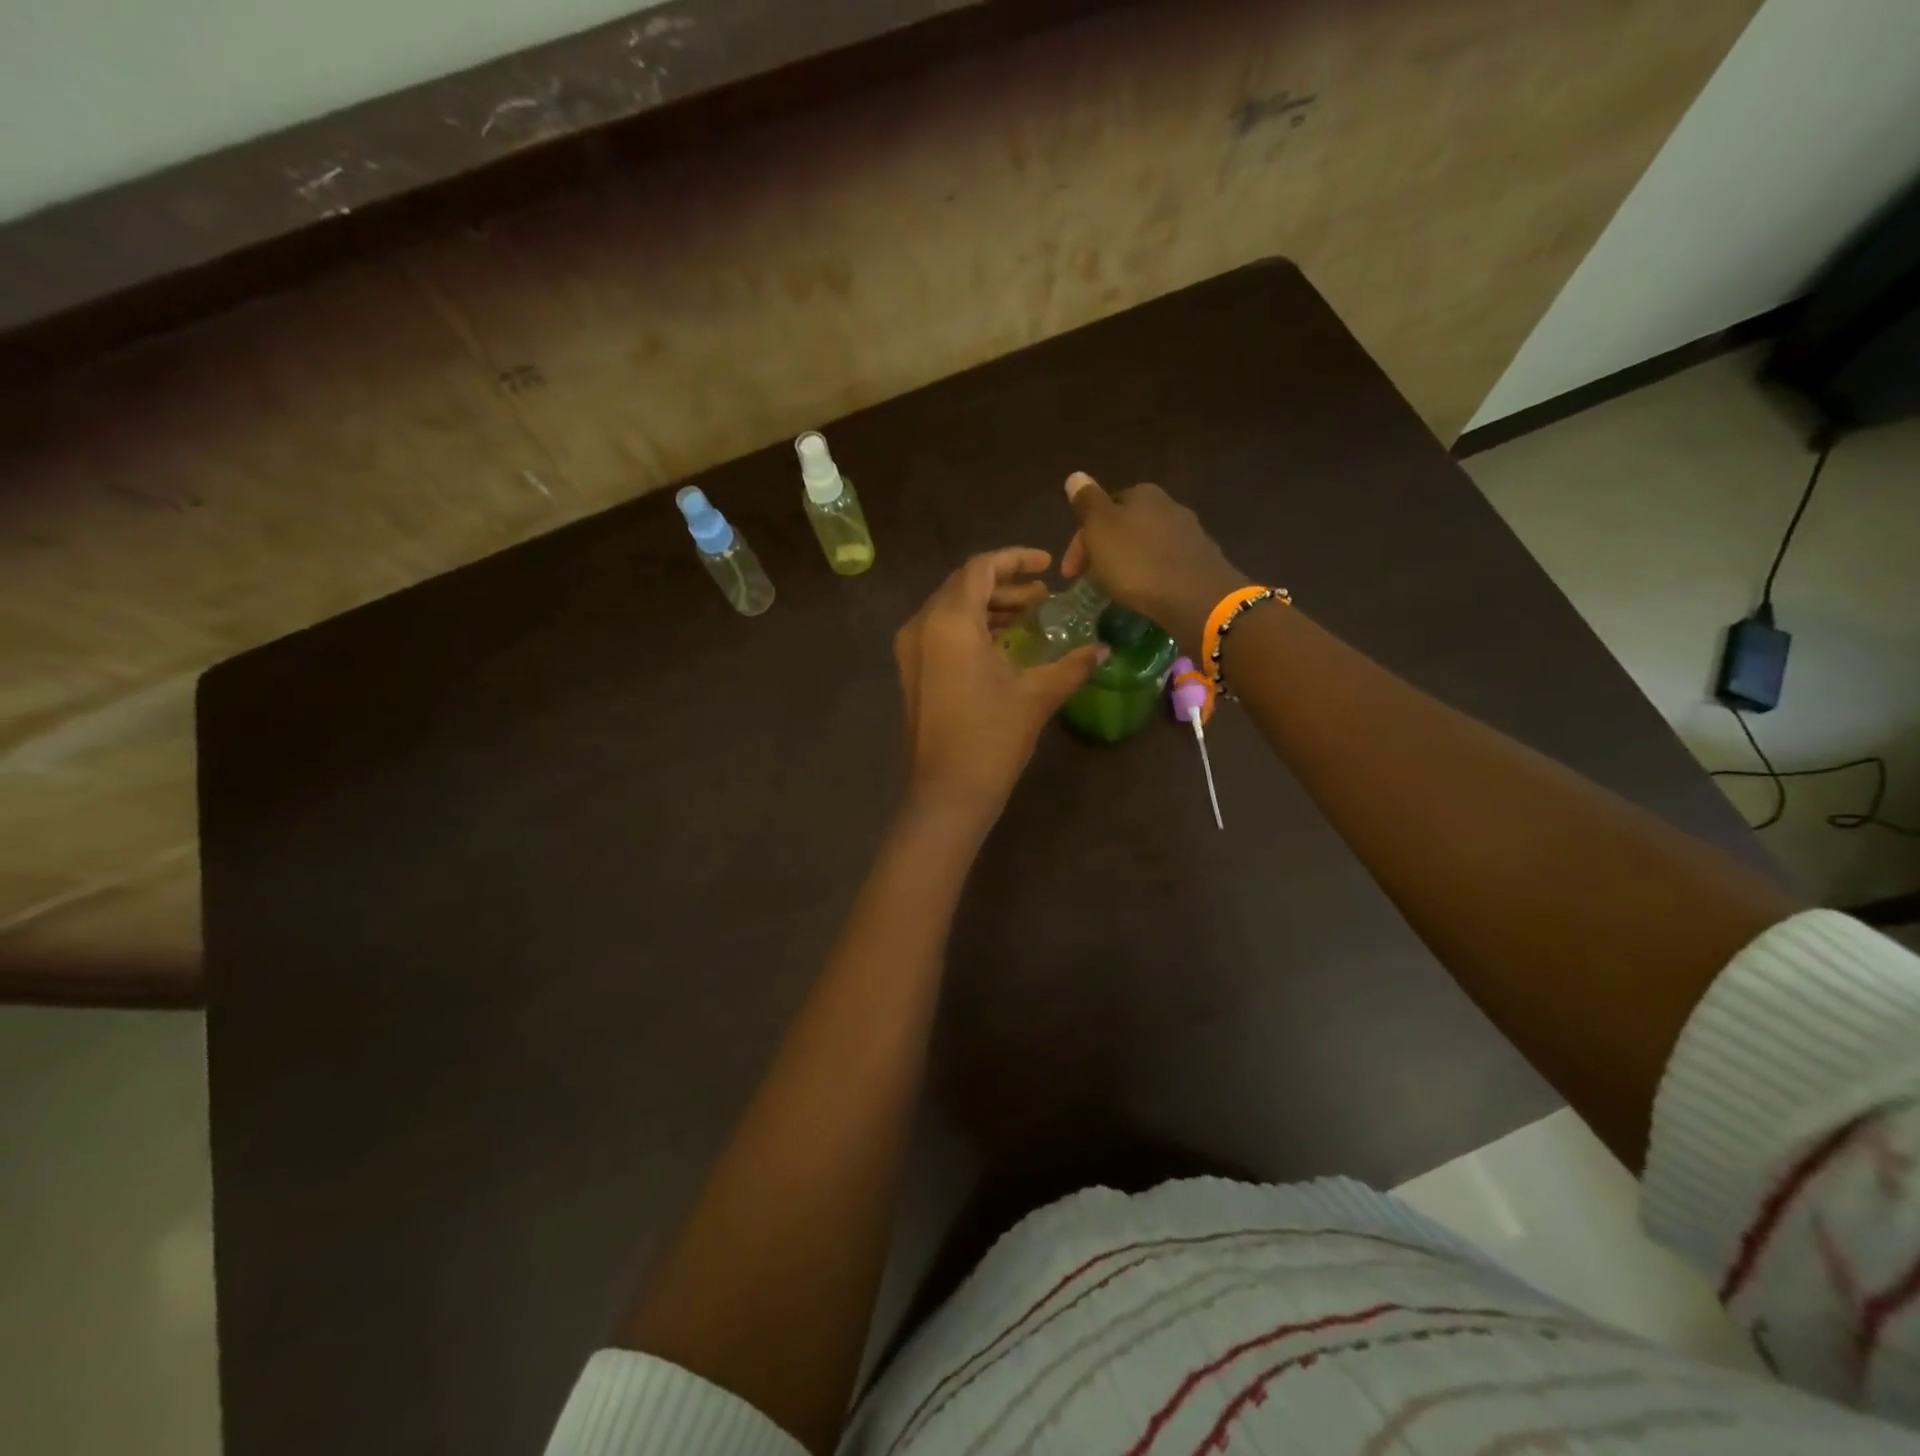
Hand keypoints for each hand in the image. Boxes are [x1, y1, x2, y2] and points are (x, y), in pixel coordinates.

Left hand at [894, 547, 1107, 821]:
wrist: (945, 794)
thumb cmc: (991, 739)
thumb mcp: (1036, 696)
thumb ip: (1072, 664)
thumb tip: (1104, 648)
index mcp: (949, 621)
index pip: (980, 568)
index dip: (1015, 559)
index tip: (1046, 565)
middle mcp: (922, 625)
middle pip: (962, 585)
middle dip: (1003, 583)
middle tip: (1041, 596)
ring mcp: (911, 650)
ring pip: (949, 609)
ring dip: (987, 607)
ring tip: (1027, 617)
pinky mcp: (911, 672)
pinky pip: (940, 632)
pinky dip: (970, 628)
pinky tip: (1001, 644)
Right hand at [1060, 472, 1247, 651]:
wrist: (1194, 596)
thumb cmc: (1137, 561)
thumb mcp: (1101, 529)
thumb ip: (1087, 502)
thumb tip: (1075, 475)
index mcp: (1142, 494)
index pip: (1101, 509)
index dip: (1081, 540)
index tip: (1070, 572)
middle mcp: (1168, 505)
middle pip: (1124, 527)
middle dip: (1104, 551)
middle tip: (1090, 581)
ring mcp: (1188, 533)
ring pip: (1144, 546)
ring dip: (1126, 563)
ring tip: (1115, 589)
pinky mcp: (1200, 561)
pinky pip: (1164, 564)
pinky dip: (1149, 575)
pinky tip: (1145, 592)